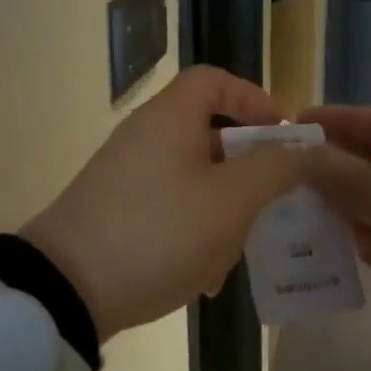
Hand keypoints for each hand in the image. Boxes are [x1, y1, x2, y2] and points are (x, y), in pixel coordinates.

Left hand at [20, 66, 312, 342]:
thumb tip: (303, 148)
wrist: (66, 290)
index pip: (214, 80)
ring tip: (240, 251)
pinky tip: (205, 277)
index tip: (283, 136)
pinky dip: (194, 232)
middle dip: (247, 170)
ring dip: (224, 210)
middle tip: (273, 202)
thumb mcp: (230, 200)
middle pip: (209, 135)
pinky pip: (169, 210)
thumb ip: (275, 167)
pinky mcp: (115, 213)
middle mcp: (145, 138)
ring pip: (194, 180)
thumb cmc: (159, 232)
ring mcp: (126, 177)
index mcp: (170, 118)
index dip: (254, 99)